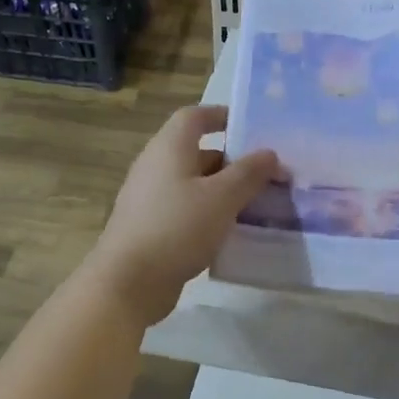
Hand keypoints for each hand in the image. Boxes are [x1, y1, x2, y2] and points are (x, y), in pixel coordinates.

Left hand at [87, 105, 278, 324]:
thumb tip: (270, 153)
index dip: (221, 115)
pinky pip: (187, 210)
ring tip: (258, 205)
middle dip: (233, 161)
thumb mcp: (222, 198)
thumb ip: (249, 173)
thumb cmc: (177, 227)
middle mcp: (156, 166)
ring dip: (224, 191)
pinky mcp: (151, 227)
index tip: (251, 127)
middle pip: (198, 152)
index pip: (194, 116)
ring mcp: (151, 198)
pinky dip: (210, 214)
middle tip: (267, 175)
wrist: (128, 282)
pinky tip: (232, 233)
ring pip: (195, 184)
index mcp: (169, 148)